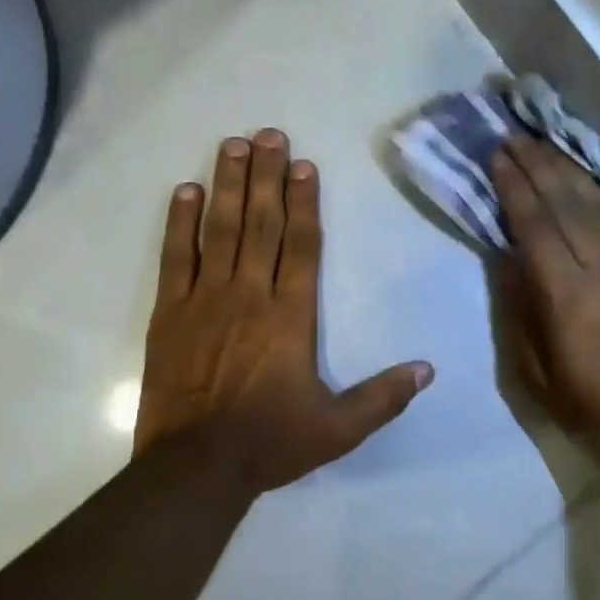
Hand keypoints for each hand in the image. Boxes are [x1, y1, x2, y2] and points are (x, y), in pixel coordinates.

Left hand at [135, 130, 433, 495]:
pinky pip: (176, 257)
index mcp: (291, 317)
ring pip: (220, 230)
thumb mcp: (338, 429)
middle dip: (266, 176)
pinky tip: (185, 191)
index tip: (304, 165)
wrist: (195, 467)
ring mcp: (206, 300)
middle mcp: (250, 296)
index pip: (302, 246)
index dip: (305, 202)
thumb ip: (384, 397)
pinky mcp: (170, 313)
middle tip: (268, 132)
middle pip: (261, 224)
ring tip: (232, 144)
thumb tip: (429, 369)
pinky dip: (180, 223)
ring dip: (227, 184)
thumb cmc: (270, 443)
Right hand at [491, 136, 599, 438]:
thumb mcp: (532, 368)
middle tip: (515, 137)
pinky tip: (583, 183)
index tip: (498, 156)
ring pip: (599, 204)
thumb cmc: (585, 404)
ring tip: (544, 147)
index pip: (536, 223)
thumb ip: (518, 307)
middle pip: (568, 202)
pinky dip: (598, 196)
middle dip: (539, 165)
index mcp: (566, 292)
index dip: (515, 186)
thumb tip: (506, 258)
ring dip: (569, 172)